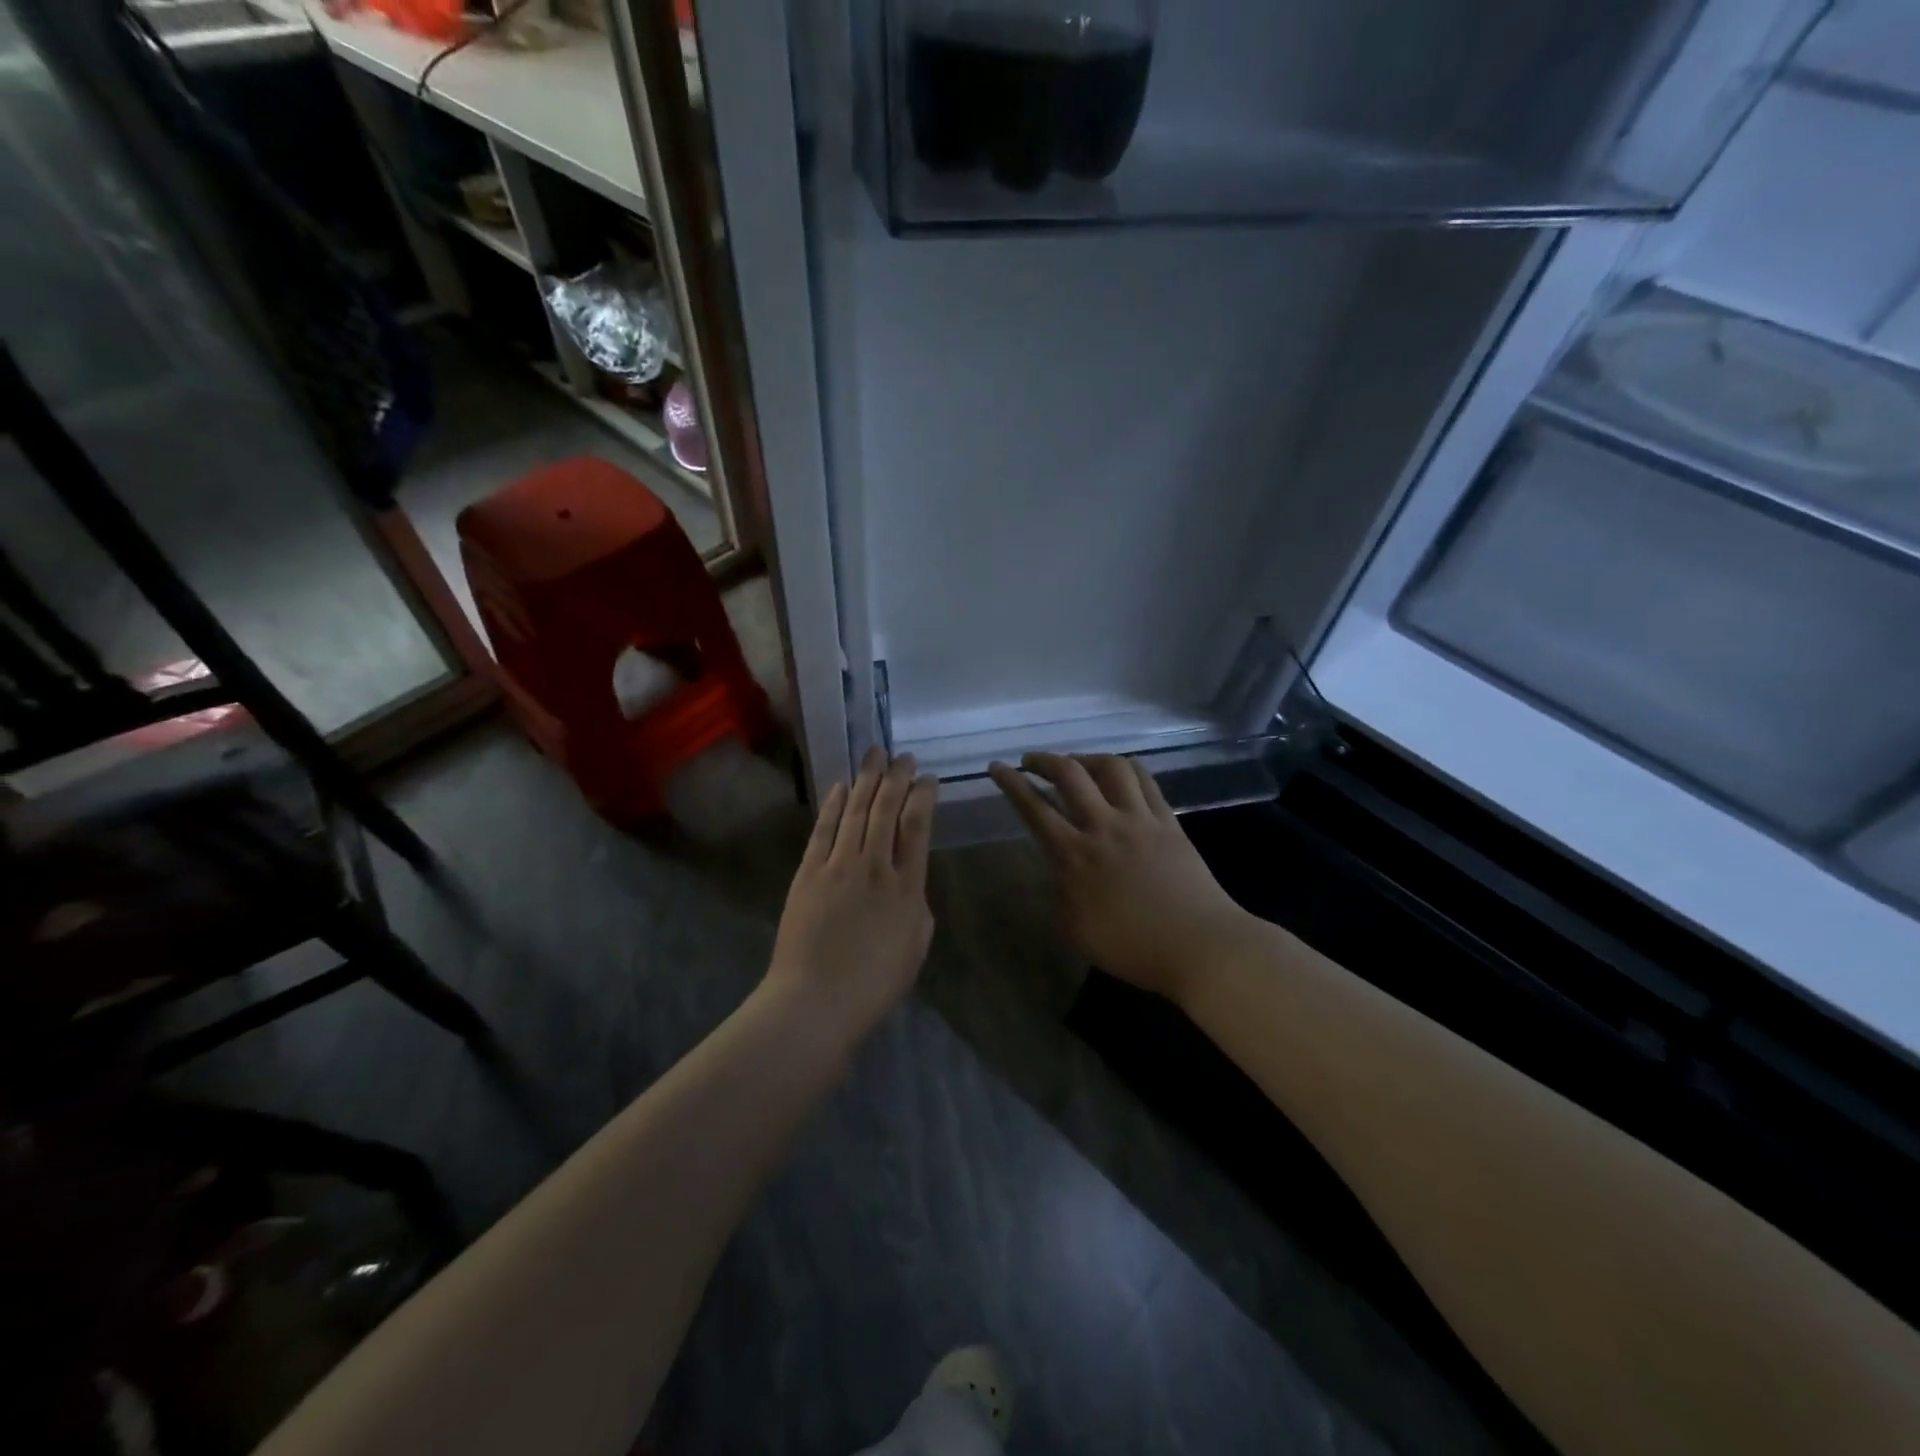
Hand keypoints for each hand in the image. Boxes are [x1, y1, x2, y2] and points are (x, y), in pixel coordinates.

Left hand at [765, 747, 938, 1047]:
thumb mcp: (915, 947)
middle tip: (902, 756)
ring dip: (866, 780)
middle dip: (896, 777)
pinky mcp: (808, 873)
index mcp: (907, 887)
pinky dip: (833, 805)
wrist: (815, 1002)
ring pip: (855, 811)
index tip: (927, 779)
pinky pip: (823, 830)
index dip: (923, 796)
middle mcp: (875, 866)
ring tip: (874, 754)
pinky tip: (841, 787)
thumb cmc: (873, 984)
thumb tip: (908, 882)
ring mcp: (838, 866)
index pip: (918, 826)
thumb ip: (916, 906)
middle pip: (887, 809)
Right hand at [988, 753, 1251, 1004]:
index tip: (997, 768)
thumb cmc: (1133, 948)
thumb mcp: (1077, 931)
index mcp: (1075, 856)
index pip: (1034, 809)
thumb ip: (1062, 895)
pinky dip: (1125, 768)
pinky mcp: (1169, 821)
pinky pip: (1145, 781)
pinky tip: (1119, 772)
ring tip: (1077, 764)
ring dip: (1086, 758)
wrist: (1199, 946)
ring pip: (1111, 767)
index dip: (1012, 784)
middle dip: (1044, 760)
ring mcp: (1140, 820)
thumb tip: (1060, 872)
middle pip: (1070, 775)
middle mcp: (1104, 827)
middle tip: (1032, 762)